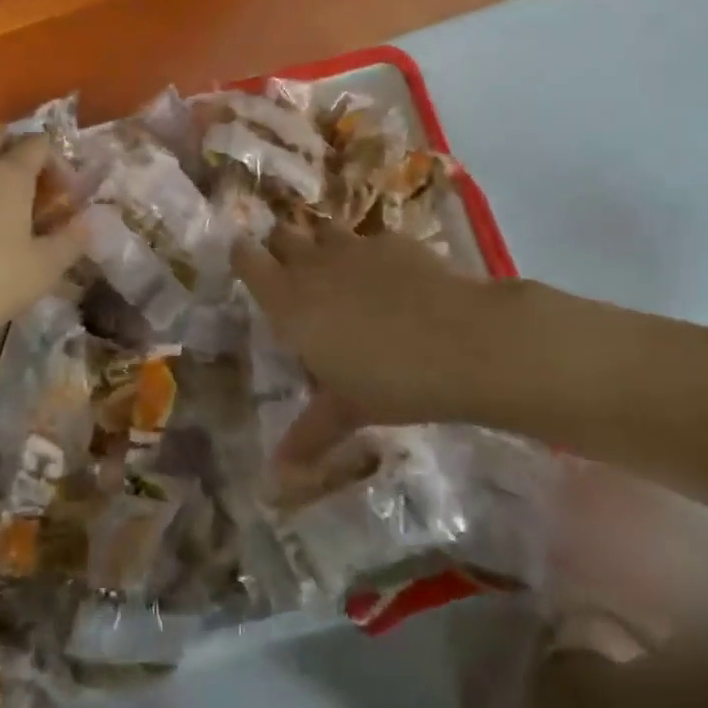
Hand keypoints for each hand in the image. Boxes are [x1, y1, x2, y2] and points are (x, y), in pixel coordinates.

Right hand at [233, 227, 543, 460]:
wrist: (465, 343)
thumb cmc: (392, 382)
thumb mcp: (346, 411)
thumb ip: (309, 434)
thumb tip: (276, 476)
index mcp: (288, 301)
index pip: (246, 259)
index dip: (243, 257)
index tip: (245, 264)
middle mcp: (313, 265)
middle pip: (281, 235)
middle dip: (281, 248)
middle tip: (292, 274)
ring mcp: (354, 247)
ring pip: (323, 231)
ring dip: (322, 246)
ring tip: (337, 272)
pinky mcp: (393, 240)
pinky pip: (368, 240)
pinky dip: (369, 255)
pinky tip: (391, 279)